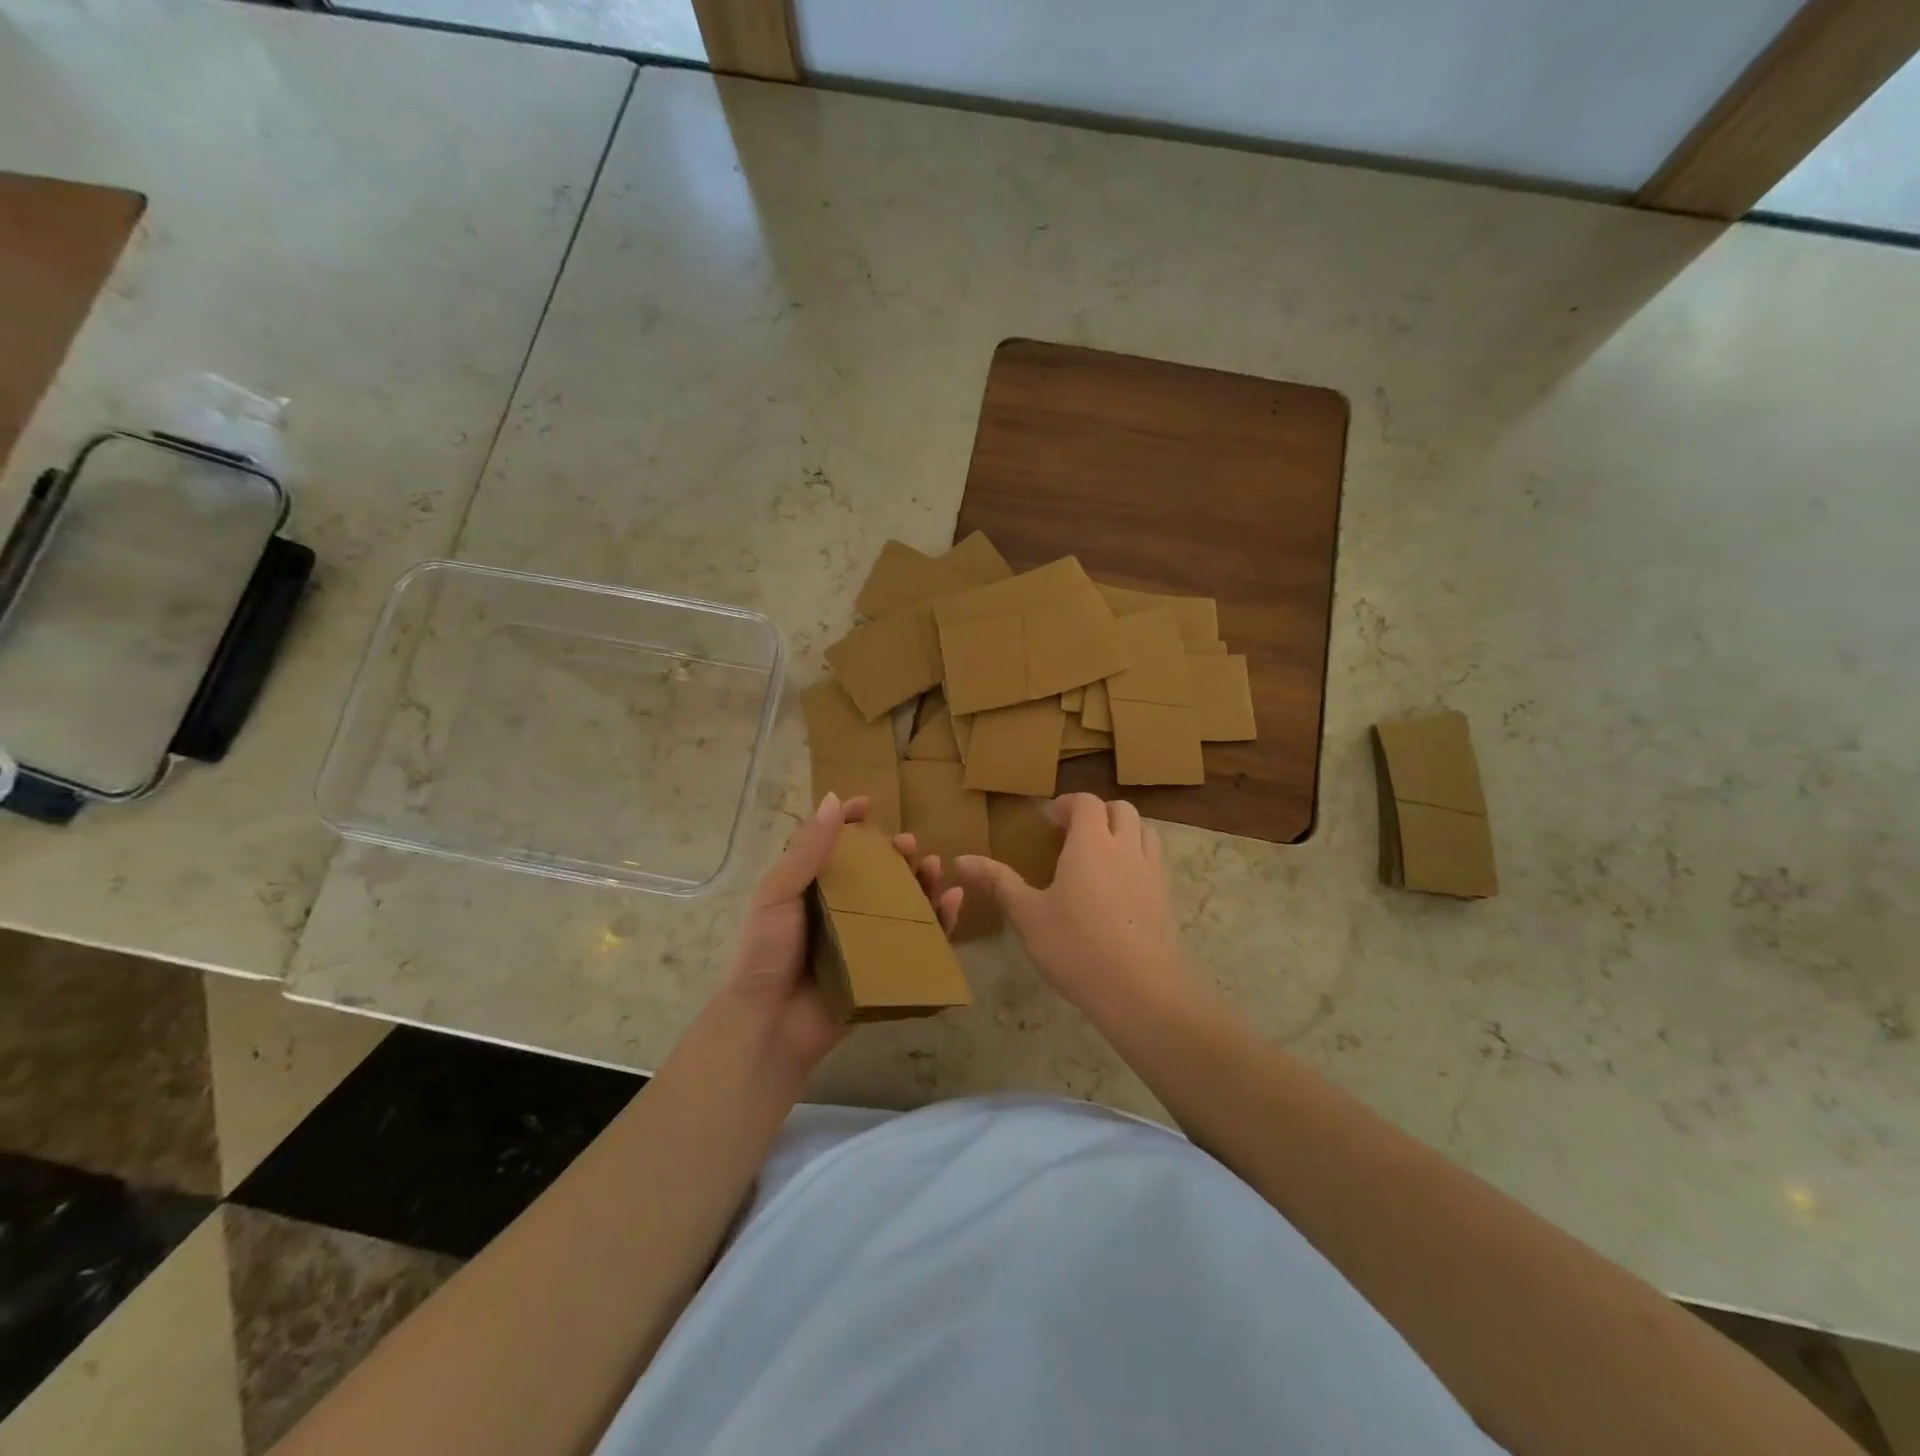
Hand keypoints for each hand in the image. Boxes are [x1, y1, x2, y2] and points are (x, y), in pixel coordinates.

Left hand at [724, 793, 960, 1075]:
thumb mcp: (778, 894)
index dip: (850, 823)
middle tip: (910, 845)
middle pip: (876, 873)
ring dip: (922, 881)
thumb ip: (807, 851)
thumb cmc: (766, 953)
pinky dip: (940, 921)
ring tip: (936, 867)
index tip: (869, 804)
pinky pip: (918, 941)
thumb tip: (835, 800)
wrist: (769, 1025)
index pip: (833, 846)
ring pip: (902, 903)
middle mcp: (839, 910)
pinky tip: (952, 902)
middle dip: (896, 854)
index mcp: (810, 889)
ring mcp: (864, 941)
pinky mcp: (884, 969)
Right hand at [959, 794, 1193, 1025]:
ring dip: (1123, 830)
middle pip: (1120, 810)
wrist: (1140, 990)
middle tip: (1073, 834)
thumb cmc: (1076, 947)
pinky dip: (1138, 857)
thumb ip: (998, 882)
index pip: (1086, 803)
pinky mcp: (1166, 897)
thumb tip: (960, 859)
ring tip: (1100, 854)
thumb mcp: (1028, 915)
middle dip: (1097, 813)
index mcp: (1091, 844)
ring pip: (1145, 831)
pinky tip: (1120, 887)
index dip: (1068, 804)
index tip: (1050, 821)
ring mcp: (1152, 872)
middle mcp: (1125, 847)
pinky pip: (1155, 860)